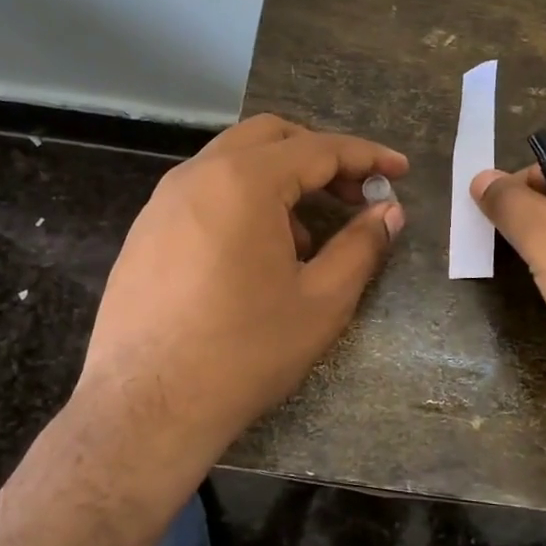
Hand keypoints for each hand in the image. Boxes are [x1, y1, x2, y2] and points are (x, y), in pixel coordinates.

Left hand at [77, 115, 406, 464]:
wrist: (145, 408)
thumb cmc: (244, 352)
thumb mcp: (322, 301)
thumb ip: (362, 245)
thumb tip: (388, 211)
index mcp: (244, 182)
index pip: (318, 149)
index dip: (366, 156)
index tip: (400, 169)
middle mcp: (198, 175)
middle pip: (271, 137)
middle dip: (320, 156)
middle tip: (354, 193)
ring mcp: (163, 201)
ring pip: (234, 161)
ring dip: (282, 179)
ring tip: (310, 235)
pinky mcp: (146, 230)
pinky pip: (206, 192)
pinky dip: (245, 200)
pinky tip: (260, 254)